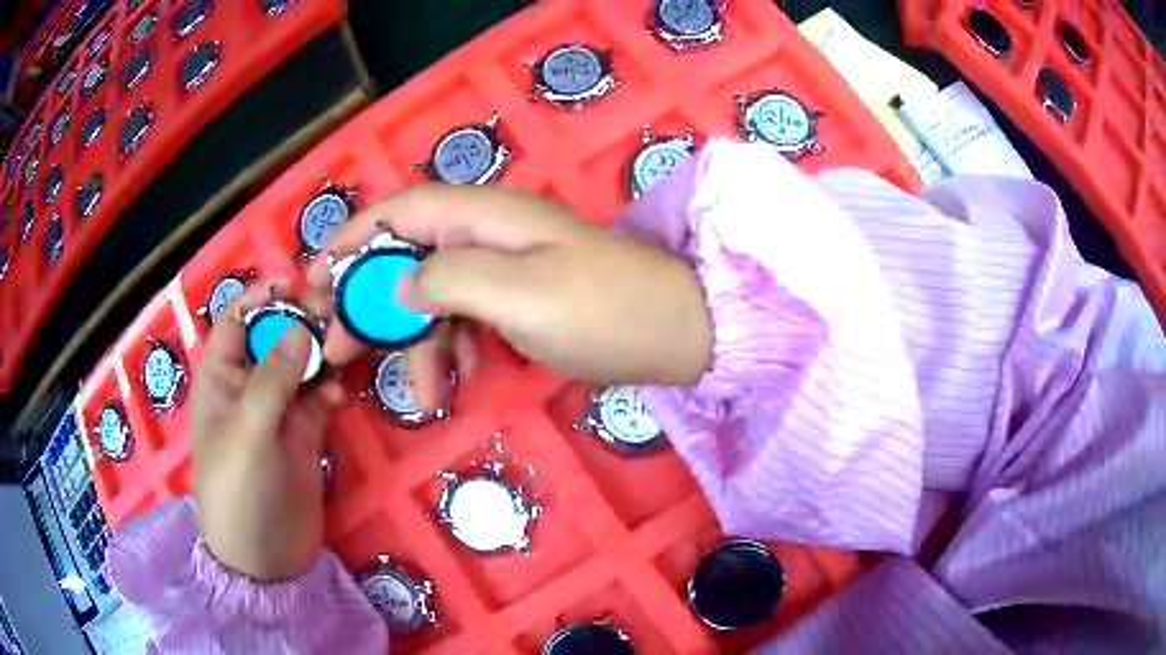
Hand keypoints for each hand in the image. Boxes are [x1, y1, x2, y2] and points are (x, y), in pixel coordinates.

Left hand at [190, 279, 344, 581]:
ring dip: (322, 351)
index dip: (261, 296)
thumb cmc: (239, 493)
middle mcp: (248, 385)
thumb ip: (272, 381)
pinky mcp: (304, 433)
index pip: (236, 320)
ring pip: (302, 363)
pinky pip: (320, 396)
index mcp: (220, 378)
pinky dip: (333, 388)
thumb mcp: (248, 435)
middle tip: (335, 310)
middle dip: (300, 319)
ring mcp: (278, 409)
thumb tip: (300, 328)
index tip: (297, 281)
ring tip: (347, 345)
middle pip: (274, 335)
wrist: (266, 558)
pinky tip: (343, 396)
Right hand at [306, 184, 712, 409]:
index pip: (401, 211)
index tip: (316, 277)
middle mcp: (490, 232)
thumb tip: (399, 284)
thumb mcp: (518, 294)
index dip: (354, 239)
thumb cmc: (602, 311)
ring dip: (420, 341)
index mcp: (486, 216)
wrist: (678, 333)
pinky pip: (470, 316)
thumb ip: (448, 280)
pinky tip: (463, 377)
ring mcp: (508, 266)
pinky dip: (457, 346)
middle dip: (374, 304)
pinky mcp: (523, 298)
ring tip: (423, 393)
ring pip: (438, 296)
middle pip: (410, 258)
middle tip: (341, 350)